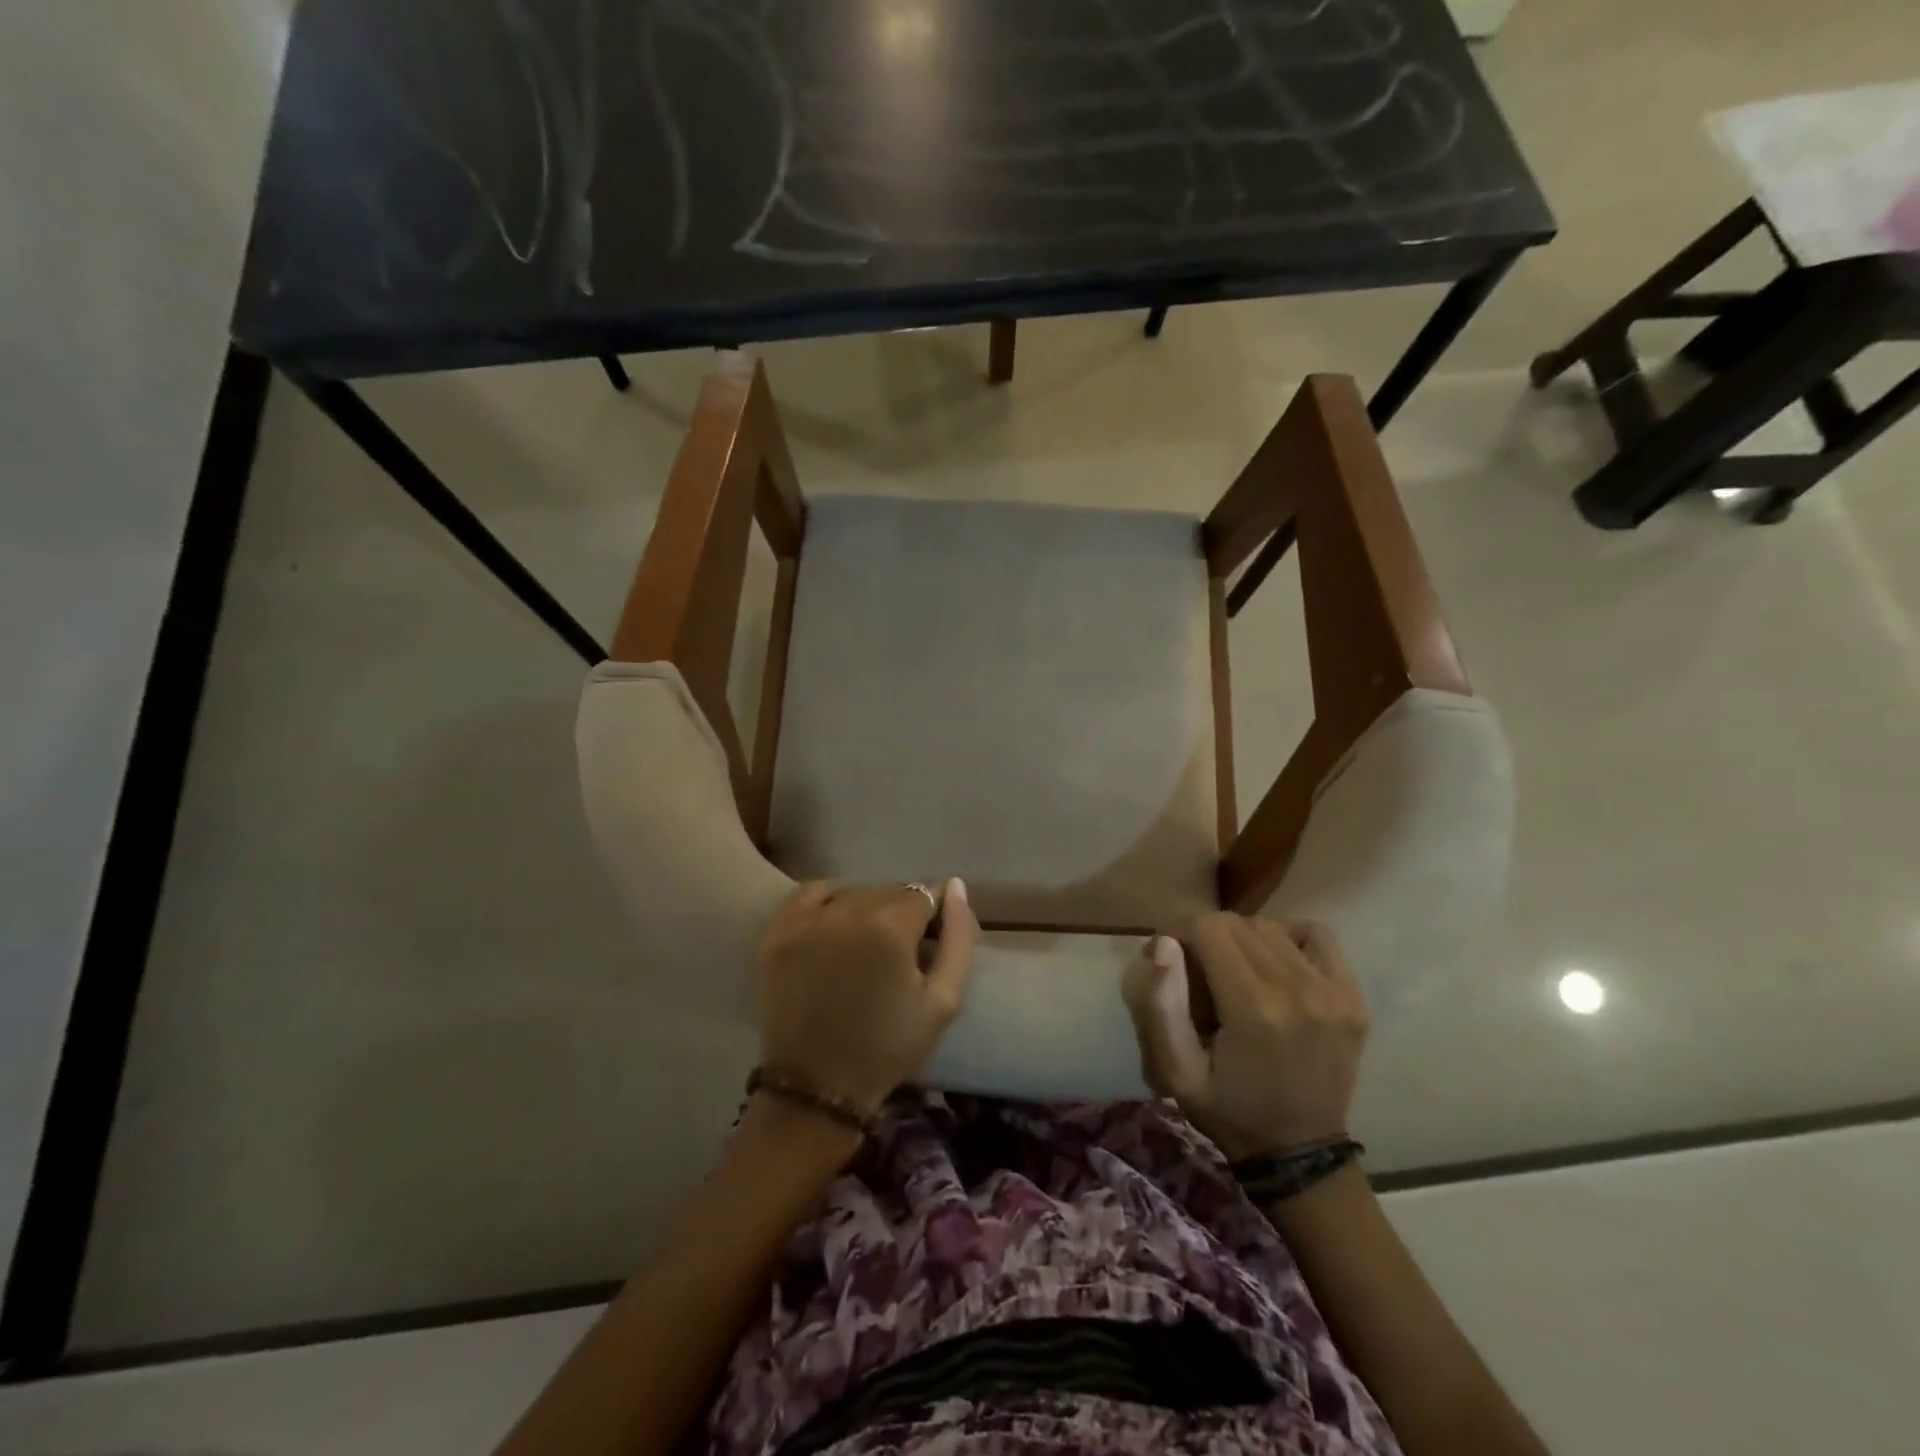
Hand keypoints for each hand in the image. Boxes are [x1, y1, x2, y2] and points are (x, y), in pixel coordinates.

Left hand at [755, 879, 978, 1114]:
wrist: (817, 1088)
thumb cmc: (888, 1047)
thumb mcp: (944, 1001)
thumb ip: (959, 939)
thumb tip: (955, 886)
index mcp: (890, 927)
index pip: (925, 893)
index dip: (934, 917)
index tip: (929, 945)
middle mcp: (846, 911)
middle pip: (890, 890)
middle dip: (903, 913)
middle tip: (899, 952)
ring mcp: (806, 919)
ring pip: (853, 891)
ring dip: (868, 908)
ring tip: (867, 945)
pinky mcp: (777, 932)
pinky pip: (811, 893)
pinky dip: (829, 901)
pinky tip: (836, 925)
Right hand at [1123, 914, 1367, 1160]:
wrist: (1301, 1154)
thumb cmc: (1229, 1111)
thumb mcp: (1175, 1072)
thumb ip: (1161, 1005)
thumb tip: (1164, 943)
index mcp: (1252, 1008)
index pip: (1207, 927)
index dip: (1180, 932)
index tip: (1171, 957)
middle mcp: (1296, 989)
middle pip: (1238, 923)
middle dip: (1207, 936)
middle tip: (1199, 971)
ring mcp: (1332, 992)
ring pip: (1271, 927)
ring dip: (1243, 939)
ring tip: (1235, 971)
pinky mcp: (1353, 998)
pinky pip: (1318, 936)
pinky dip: (1290, 938)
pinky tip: (1276, 964)